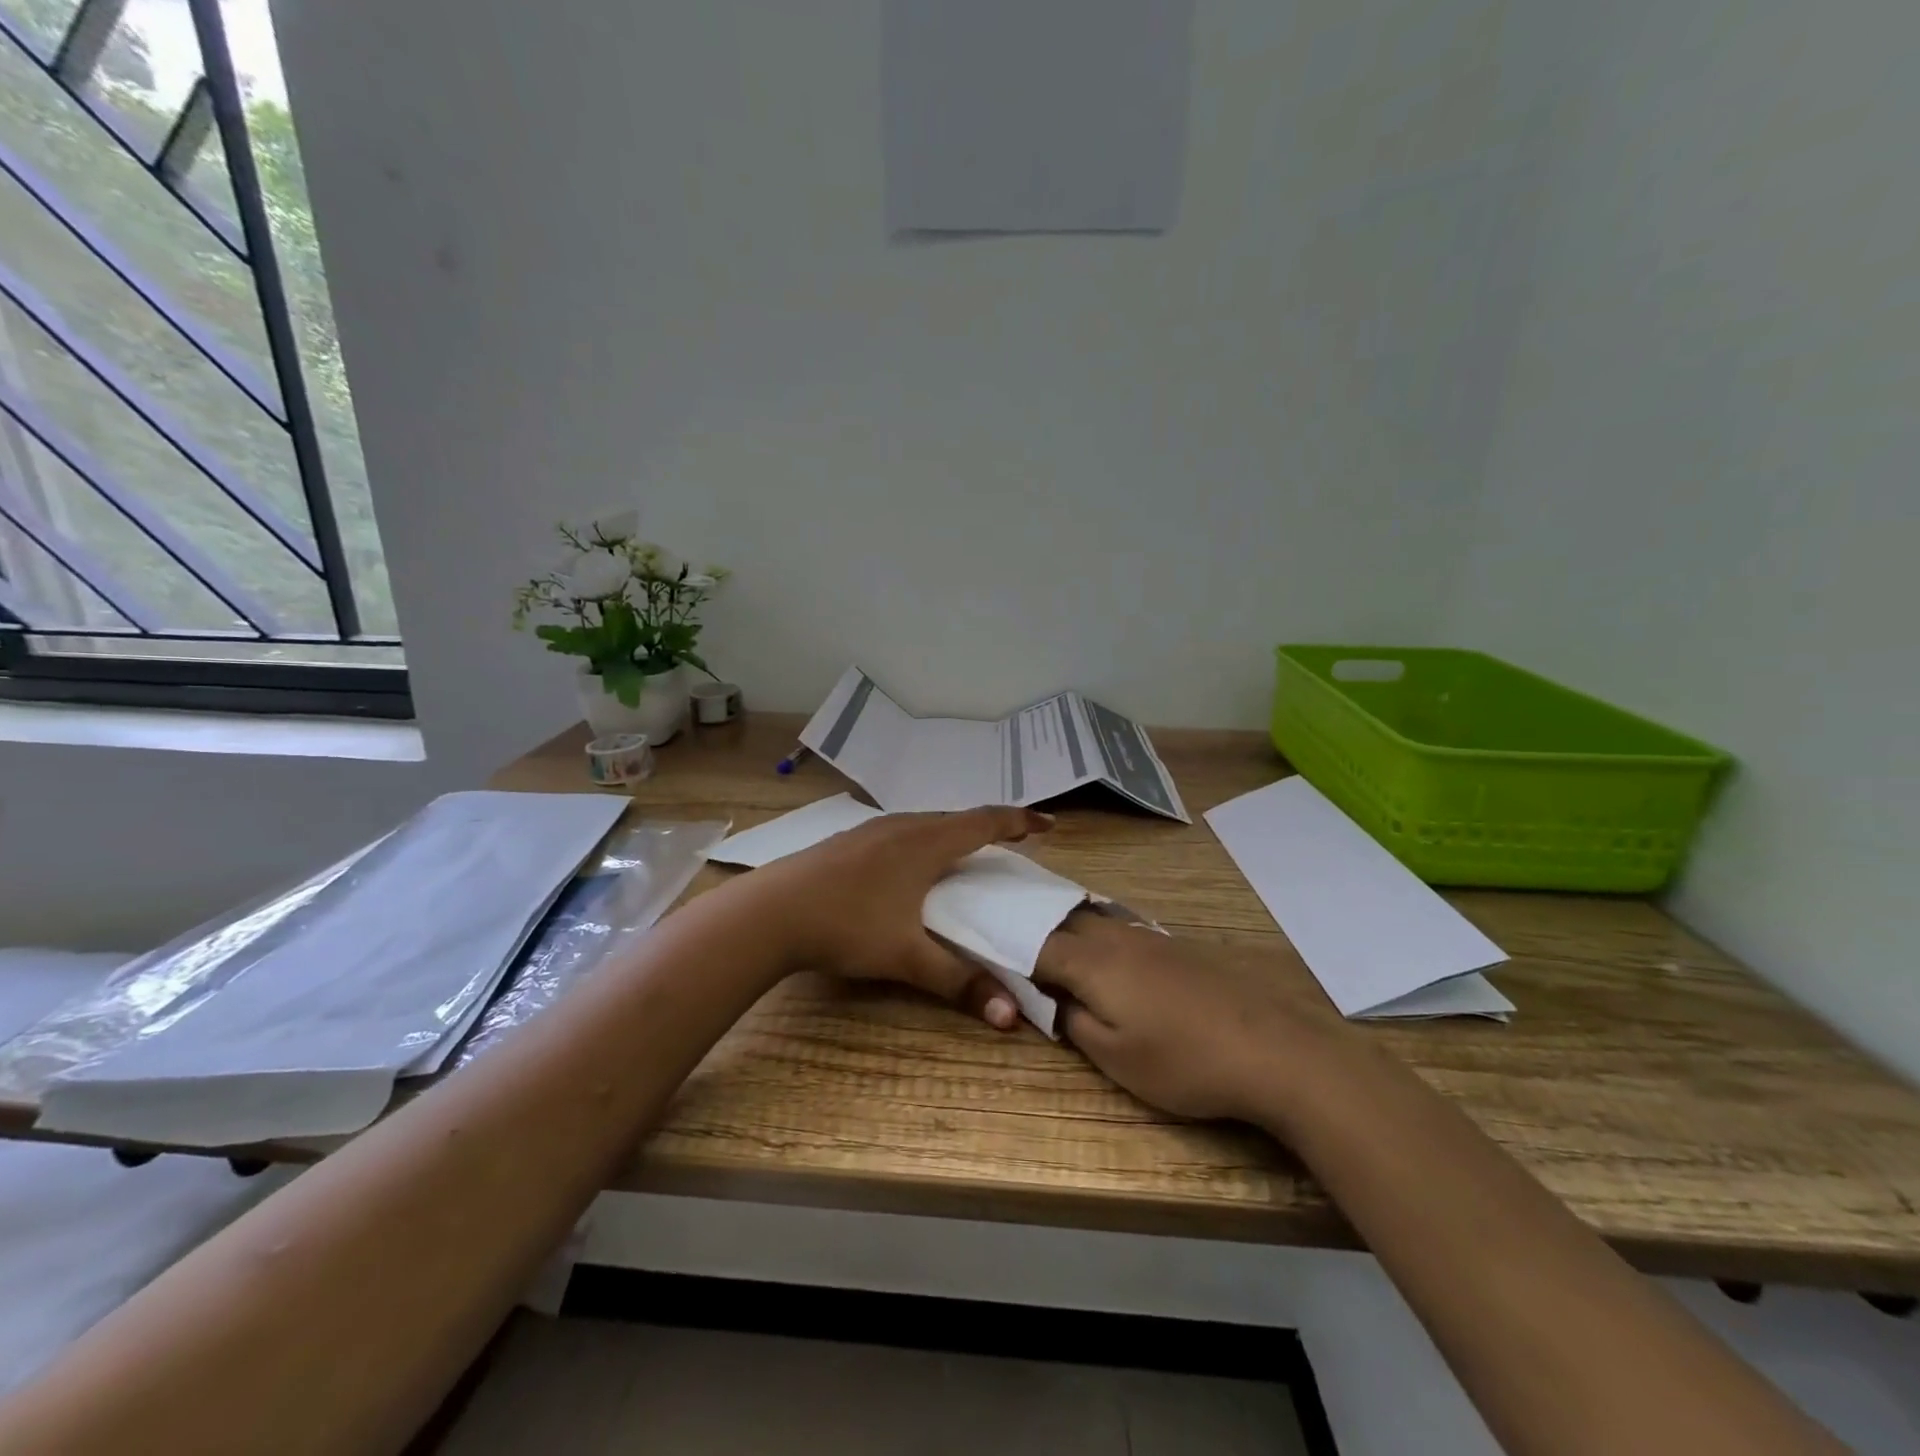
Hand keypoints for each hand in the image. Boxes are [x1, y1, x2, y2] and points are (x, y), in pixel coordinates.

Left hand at [746, 805, 1053, 1029]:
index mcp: (926, 843)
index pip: (986, 822)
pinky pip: (900, 831)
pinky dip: (923, 840)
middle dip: (989, 827)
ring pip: (925, 823)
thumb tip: (1012, 1017)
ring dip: (952, 832)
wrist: (770, 911)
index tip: (1048, 823)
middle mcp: (903, 826)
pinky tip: (910, 864)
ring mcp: (871, 830)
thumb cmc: (847, 925)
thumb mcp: (907, 957)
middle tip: (1012, 841)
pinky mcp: (848, 841)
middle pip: (957, 818)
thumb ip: (960, 982)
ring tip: (966, 851)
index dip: (1021, 822)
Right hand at [1034, 910, 1349, 1122]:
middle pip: (1062, 920)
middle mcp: (1115, 936)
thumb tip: (1052, 999)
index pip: (1034, 944)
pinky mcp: (1175, 946)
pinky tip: (1106, 961)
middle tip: (1015, 953)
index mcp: (1091, 960)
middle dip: (1034, 933)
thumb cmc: (1183, 1061)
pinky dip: (1098, 937)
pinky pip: (1119, 929)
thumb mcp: (1114, 1057)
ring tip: (1052, 953)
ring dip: (1066, 931)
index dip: (1008, 951)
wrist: (1270, 1049)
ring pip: (1092, 919)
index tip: (990, 962)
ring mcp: (1148, 937)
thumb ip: (1072, 1021)